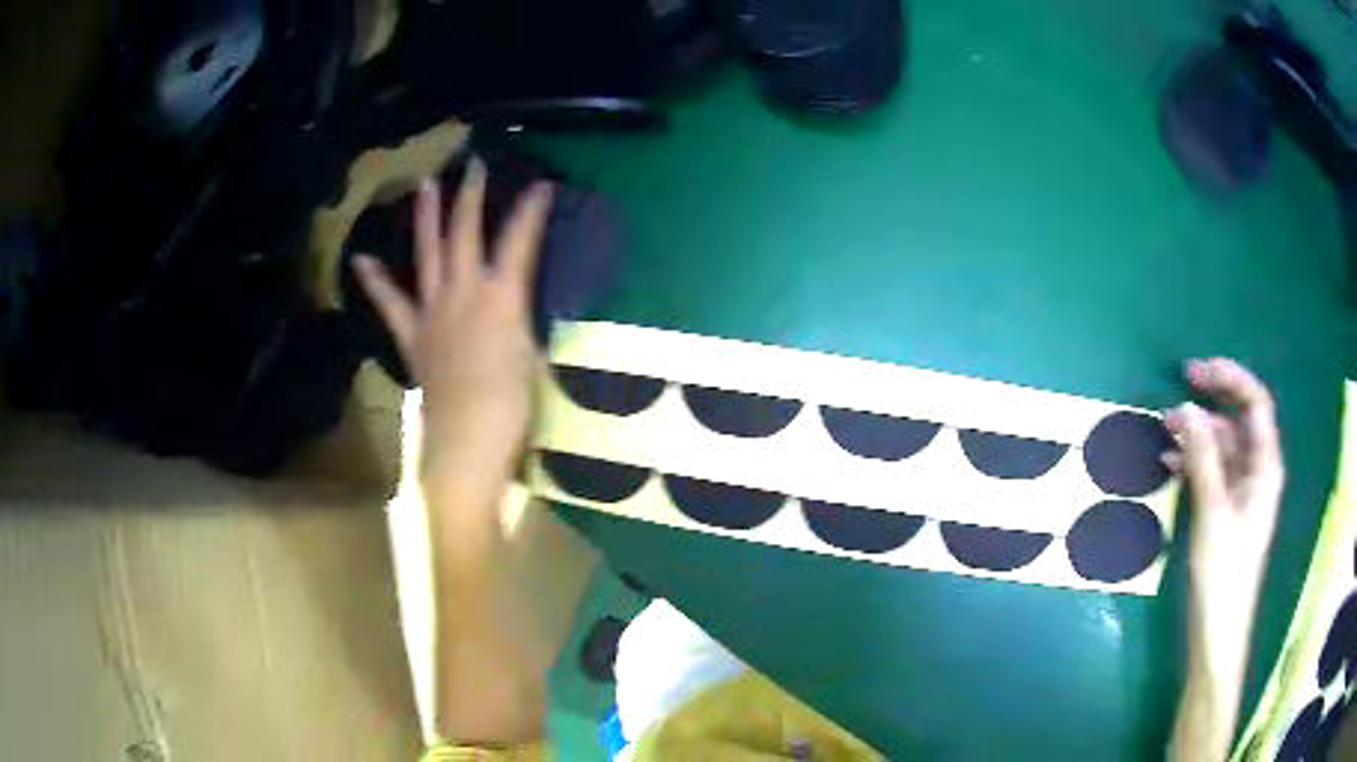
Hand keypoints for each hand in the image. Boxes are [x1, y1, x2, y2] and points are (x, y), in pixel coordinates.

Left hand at [354, 161, 552, 517]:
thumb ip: (524, 320)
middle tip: (473, 165)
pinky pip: (390, 302)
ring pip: (429, 254)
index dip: (532, 209)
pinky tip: (362, 259)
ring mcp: (433, 311)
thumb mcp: (534, 356)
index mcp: (503, 298)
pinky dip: (375, 280)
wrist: (467, 443)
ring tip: (424, 185)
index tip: (541, 183)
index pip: (520, 241)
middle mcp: (465, 293)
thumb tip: (517, 302)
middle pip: (466, 234)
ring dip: (428, 217)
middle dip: (472, 196)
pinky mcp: (413, 335)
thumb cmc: (513, 407)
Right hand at [1164, 358, 1284, 645]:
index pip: (1255, 403)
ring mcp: (1242, 491)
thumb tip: (1186, 409)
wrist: (1218, 631)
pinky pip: (1212, 471)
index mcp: (1265, 465)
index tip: (1194, 374)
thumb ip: (1203, 459)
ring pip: (1221, 446)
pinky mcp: (1227, 509)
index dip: (1229, 379)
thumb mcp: (1213, 514)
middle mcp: (1257, 470)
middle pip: (1236, 421)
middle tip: (1172, 405)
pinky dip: (1192, 462)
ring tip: (1163, 436)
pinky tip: (1169, 465)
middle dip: (1206, 408)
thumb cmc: (1223, 574)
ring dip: (1195, 436)